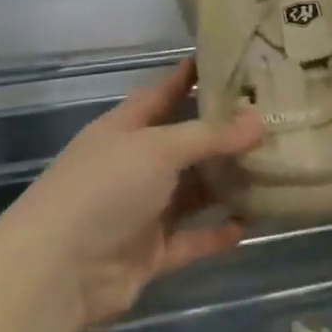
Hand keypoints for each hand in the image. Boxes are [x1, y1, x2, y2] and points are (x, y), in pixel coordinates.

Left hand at [7, 59, 262, 327]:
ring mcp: (143, 209)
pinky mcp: (150, 252)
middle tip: (272, 119)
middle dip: (223, 134)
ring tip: (273, 168)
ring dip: (226, 183)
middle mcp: (136, 163)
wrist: (58, 270)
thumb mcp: (158, 148)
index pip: (165, 92)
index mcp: (127, 127)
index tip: (233, 62)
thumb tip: (259, 120)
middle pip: (185, 143)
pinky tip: (250, 222)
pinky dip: (217, 232)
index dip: (193, 77)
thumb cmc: (105, 188)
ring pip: (193, 191)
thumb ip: (209, 136)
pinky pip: (192, 238)